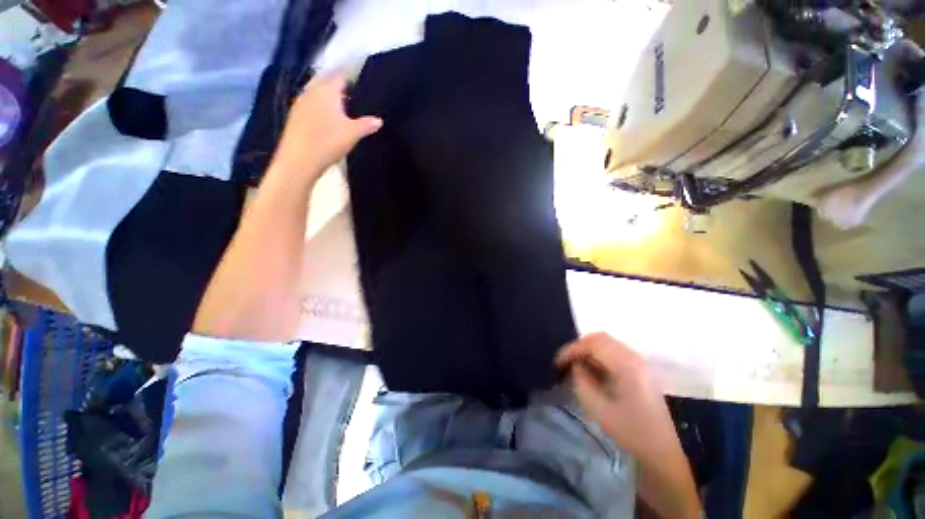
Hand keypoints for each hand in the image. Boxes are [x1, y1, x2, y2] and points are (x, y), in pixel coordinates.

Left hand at [272, 71, 382, 181]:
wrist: (299, 159)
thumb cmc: (328, 142)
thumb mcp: (353, 134)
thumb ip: (367, 125)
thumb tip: (379, 120)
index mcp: (327, 91)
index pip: (340, 74)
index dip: (350, 74)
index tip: (360, 76)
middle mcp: (312, 91)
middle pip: (327, 82)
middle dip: (339, 85)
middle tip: (353, 93)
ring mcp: (301, 103)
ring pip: (318, 93)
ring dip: (329, 96)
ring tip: (342, 106)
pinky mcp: (295, 115)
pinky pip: (311, 104)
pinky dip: (321, 106)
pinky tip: (327, 118)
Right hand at [555, 332, 678, 462]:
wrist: (668, 452)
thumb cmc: (634, 433)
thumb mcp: (601, 411)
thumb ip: (582, 383)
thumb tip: (575, 366)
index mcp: (627, 365)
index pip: (592, 344)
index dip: (571, 350)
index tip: (557, 363)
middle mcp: (635, 357)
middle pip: (601, 338)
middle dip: (579, 347)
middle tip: (566, 362)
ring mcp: (641, 362)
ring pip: (608, 344)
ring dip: (589, 351)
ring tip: (578, 367)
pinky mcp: (642, 369)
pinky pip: (615, 353)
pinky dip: (600, 357)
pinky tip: (594, 372)